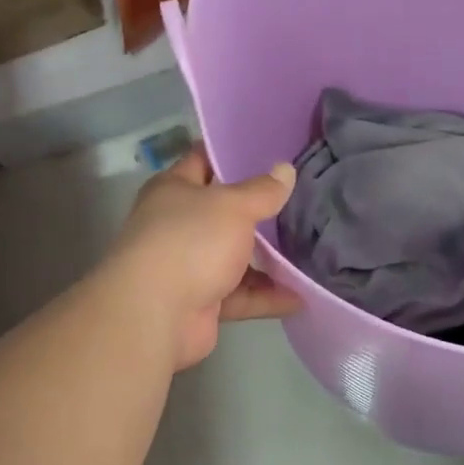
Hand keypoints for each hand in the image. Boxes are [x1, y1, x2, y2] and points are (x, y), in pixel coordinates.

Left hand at [102, 147, 300, 370]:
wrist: (155, 315)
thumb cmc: (190, 242)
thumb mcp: (233, 206)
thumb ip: (262, 191)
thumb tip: (286, 169)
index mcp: (174, 190)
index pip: (203, 160)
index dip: (232, 153)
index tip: (270, 149)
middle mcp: (177, 225)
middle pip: (223, 212)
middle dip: (258, 208)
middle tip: (300, 198)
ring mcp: (188, 266)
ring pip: (234, 257)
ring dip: (267, 258)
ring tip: (308, 248)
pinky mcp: (201, 302)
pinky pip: (240, 295)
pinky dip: (267, 296)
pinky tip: (301, 295)